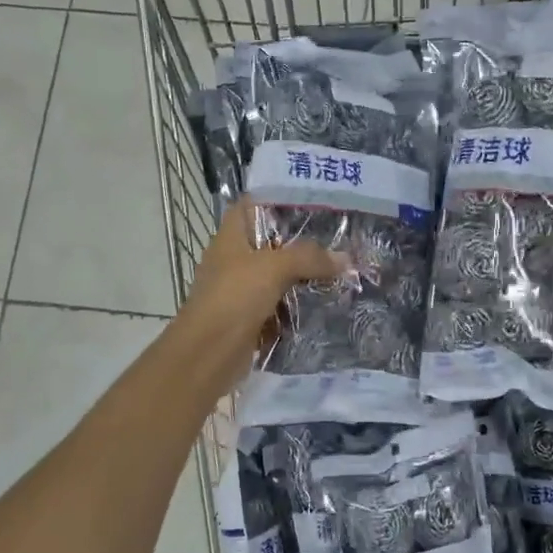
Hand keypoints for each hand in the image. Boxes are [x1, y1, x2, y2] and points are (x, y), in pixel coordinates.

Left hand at [174, 197, 346, 384]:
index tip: (314, 200)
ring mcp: (241, 291)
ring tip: (340, 270)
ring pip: (278, 276)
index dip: (278, 198)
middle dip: (303, 243)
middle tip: (339, 238)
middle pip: (271, 243)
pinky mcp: (250, 318)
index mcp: (231, 237)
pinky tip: (326, 303)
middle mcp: (234, 260)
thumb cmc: (234, 298)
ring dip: (304, 277)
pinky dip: (299, 306)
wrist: (208, 354)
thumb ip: (309, 258)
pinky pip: (280, 306)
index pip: (252, 205)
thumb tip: (345, 258)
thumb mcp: (273, 268)